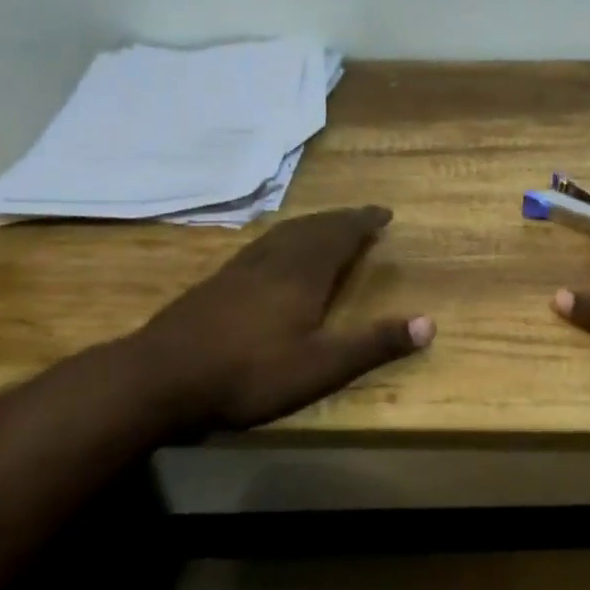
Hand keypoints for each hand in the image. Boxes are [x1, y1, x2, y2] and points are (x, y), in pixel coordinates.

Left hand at [126, 205, 433, 429]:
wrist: (160, 377)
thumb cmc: (248, 373)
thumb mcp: (320, 367)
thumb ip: (373, 344)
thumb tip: (430, 323)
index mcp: (302, 274)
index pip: (340, 235)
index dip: (364, 222)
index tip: (384, 212)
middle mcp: (273, 261)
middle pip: (312, 228)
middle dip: (340, 220)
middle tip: (360, 217)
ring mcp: (239, 269)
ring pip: (283, 234)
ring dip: (310, 226)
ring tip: (324, 227)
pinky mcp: (215, 283)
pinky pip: (260, 247)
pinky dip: (280, 239)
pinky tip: (271, 255)